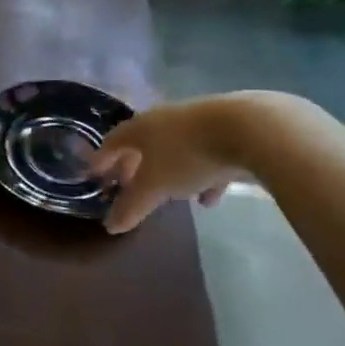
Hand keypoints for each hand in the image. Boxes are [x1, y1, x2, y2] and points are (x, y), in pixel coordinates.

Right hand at [90, 95, 252, 233]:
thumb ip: (132, 206)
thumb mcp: (155, 186)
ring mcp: (197, 123)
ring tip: (170, 196)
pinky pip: (206, 156)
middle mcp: (164, 119)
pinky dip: (202, 176)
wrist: (250, 130)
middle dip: (135, 165)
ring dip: (170, 171)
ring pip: (175, 149)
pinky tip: (209, 198)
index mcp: (141, 127)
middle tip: (128, 185)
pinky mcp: (228, 132)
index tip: (94, 175)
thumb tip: (110, 226)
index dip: (102, 159)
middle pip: (143, 143)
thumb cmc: (188, 155)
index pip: (113, 141)